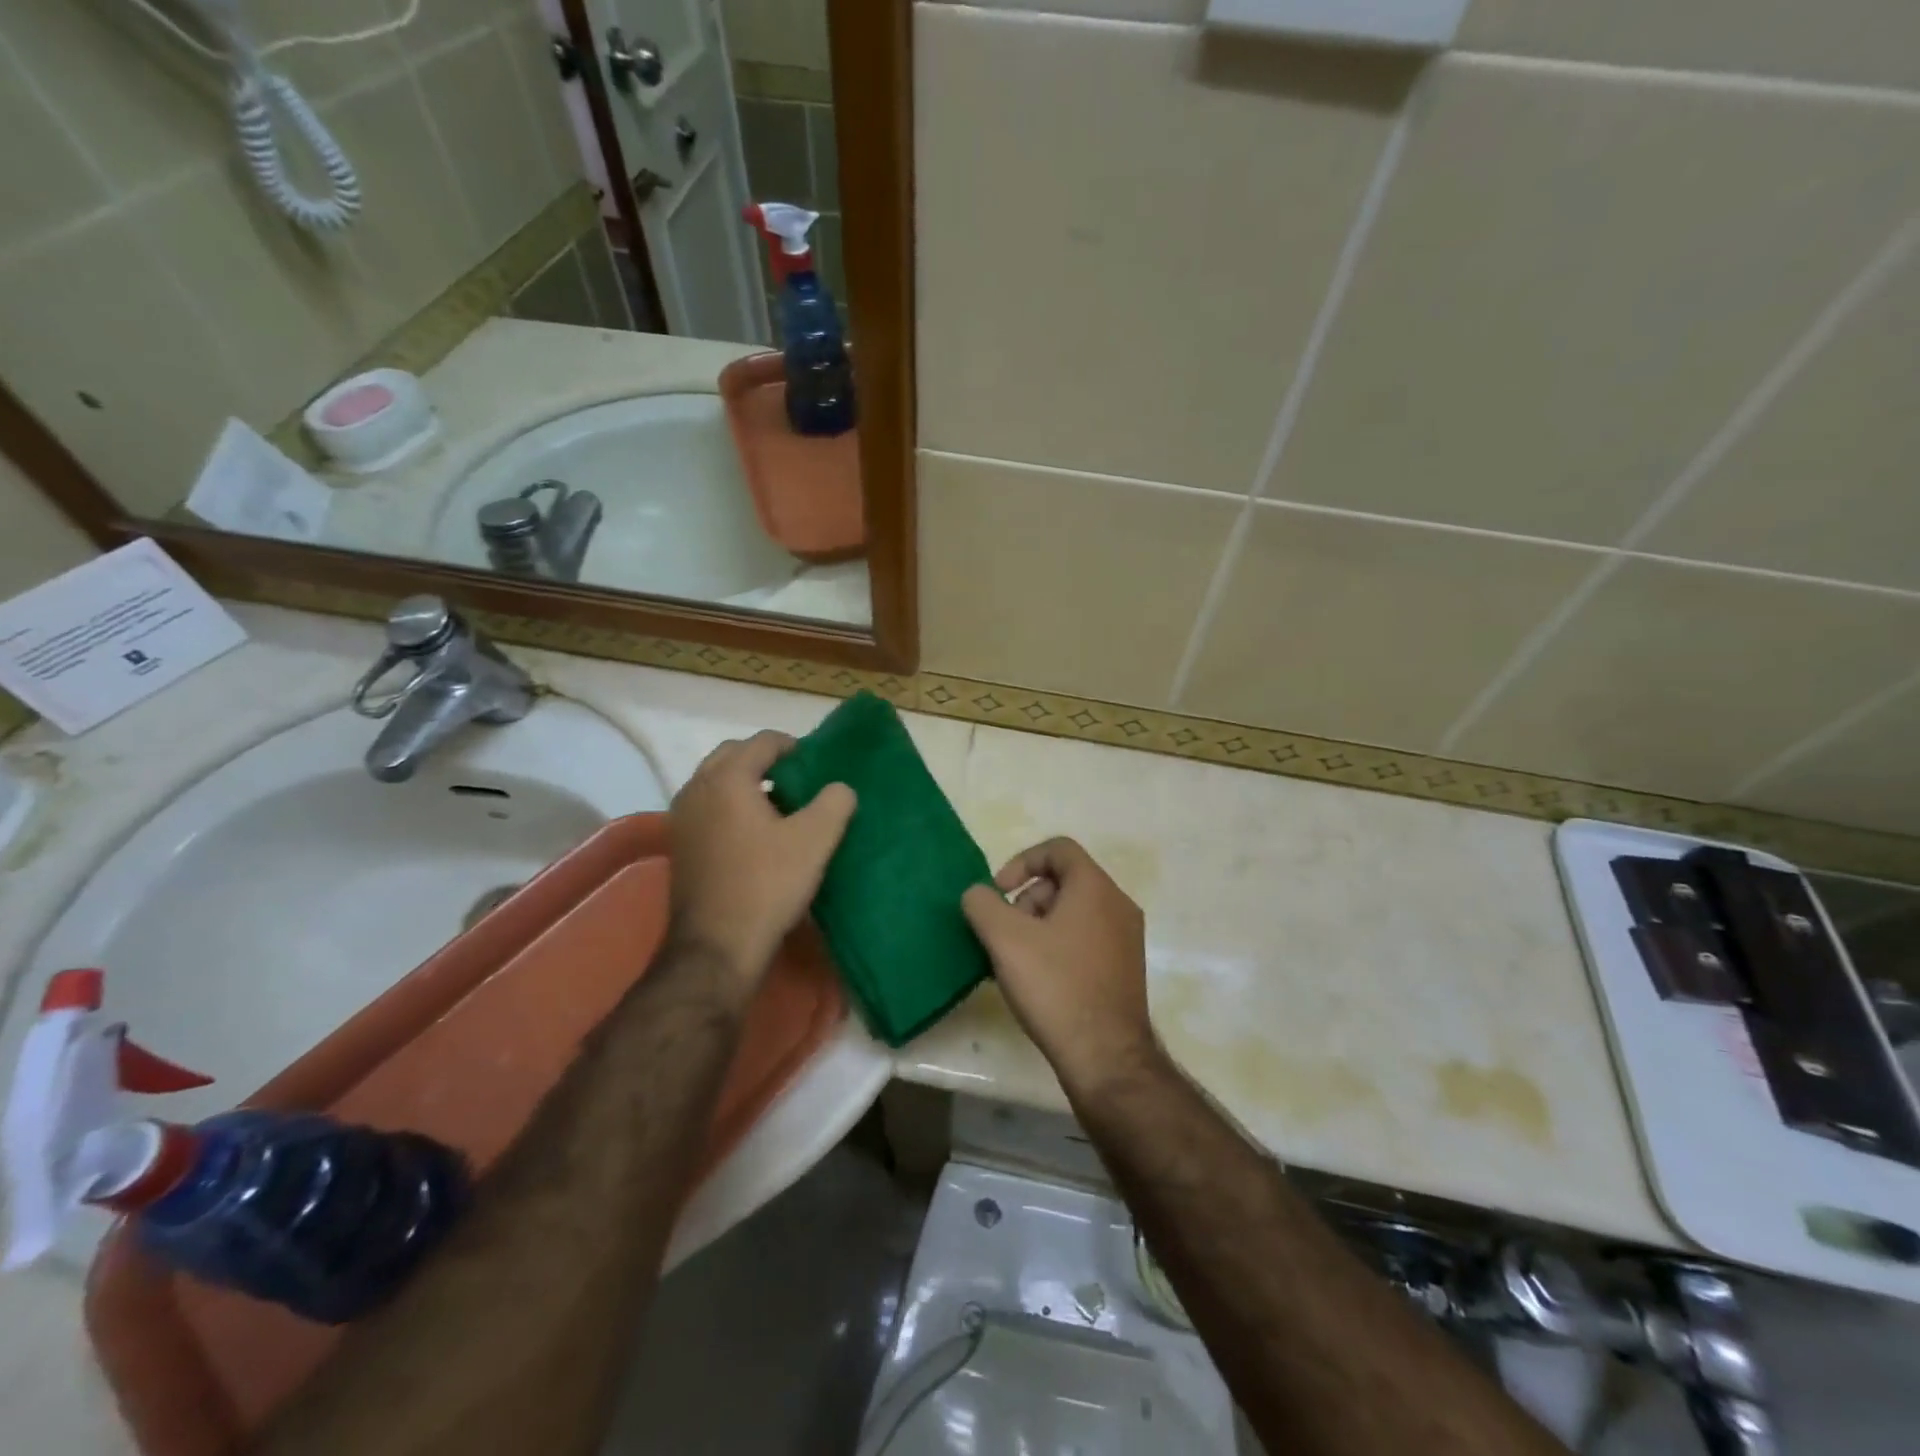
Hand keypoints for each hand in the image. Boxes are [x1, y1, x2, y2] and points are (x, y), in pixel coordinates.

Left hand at [667, 730, 855, 995]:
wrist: (717, 946)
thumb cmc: (767, 884)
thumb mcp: (815, 840)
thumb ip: (834, 802)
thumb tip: (839, 788)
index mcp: (727, 779)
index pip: (762, 742)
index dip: (793, 746)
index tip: (816, 763)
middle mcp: (696, 789)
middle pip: (733, 755)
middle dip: (765, 760)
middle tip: (798, 779)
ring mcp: (682, 818)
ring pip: (716, 782)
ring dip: (746, 783)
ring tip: (780, 805)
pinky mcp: (681, 846)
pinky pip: (708, 807)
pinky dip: (731, 806)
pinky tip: (756, 834)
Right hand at [961, 838, 1158, 1098]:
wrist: (1105, 1057)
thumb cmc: (1055, 986)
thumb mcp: (1005, 939)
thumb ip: (982, 905)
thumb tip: (978, 894)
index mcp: (1095, 887)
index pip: (1058, 848)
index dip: (1021, 862)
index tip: (998, 892)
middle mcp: (1118, 905)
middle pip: (1065, 881)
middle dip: (1027, 899)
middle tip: (1005, 933)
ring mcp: (1126, 939)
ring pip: (1074, 912)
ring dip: (1039, 925)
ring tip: (1016, 961)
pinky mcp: (1125, 969)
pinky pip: (1086, 939)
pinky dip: (1058, 945)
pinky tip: (1037, 980)